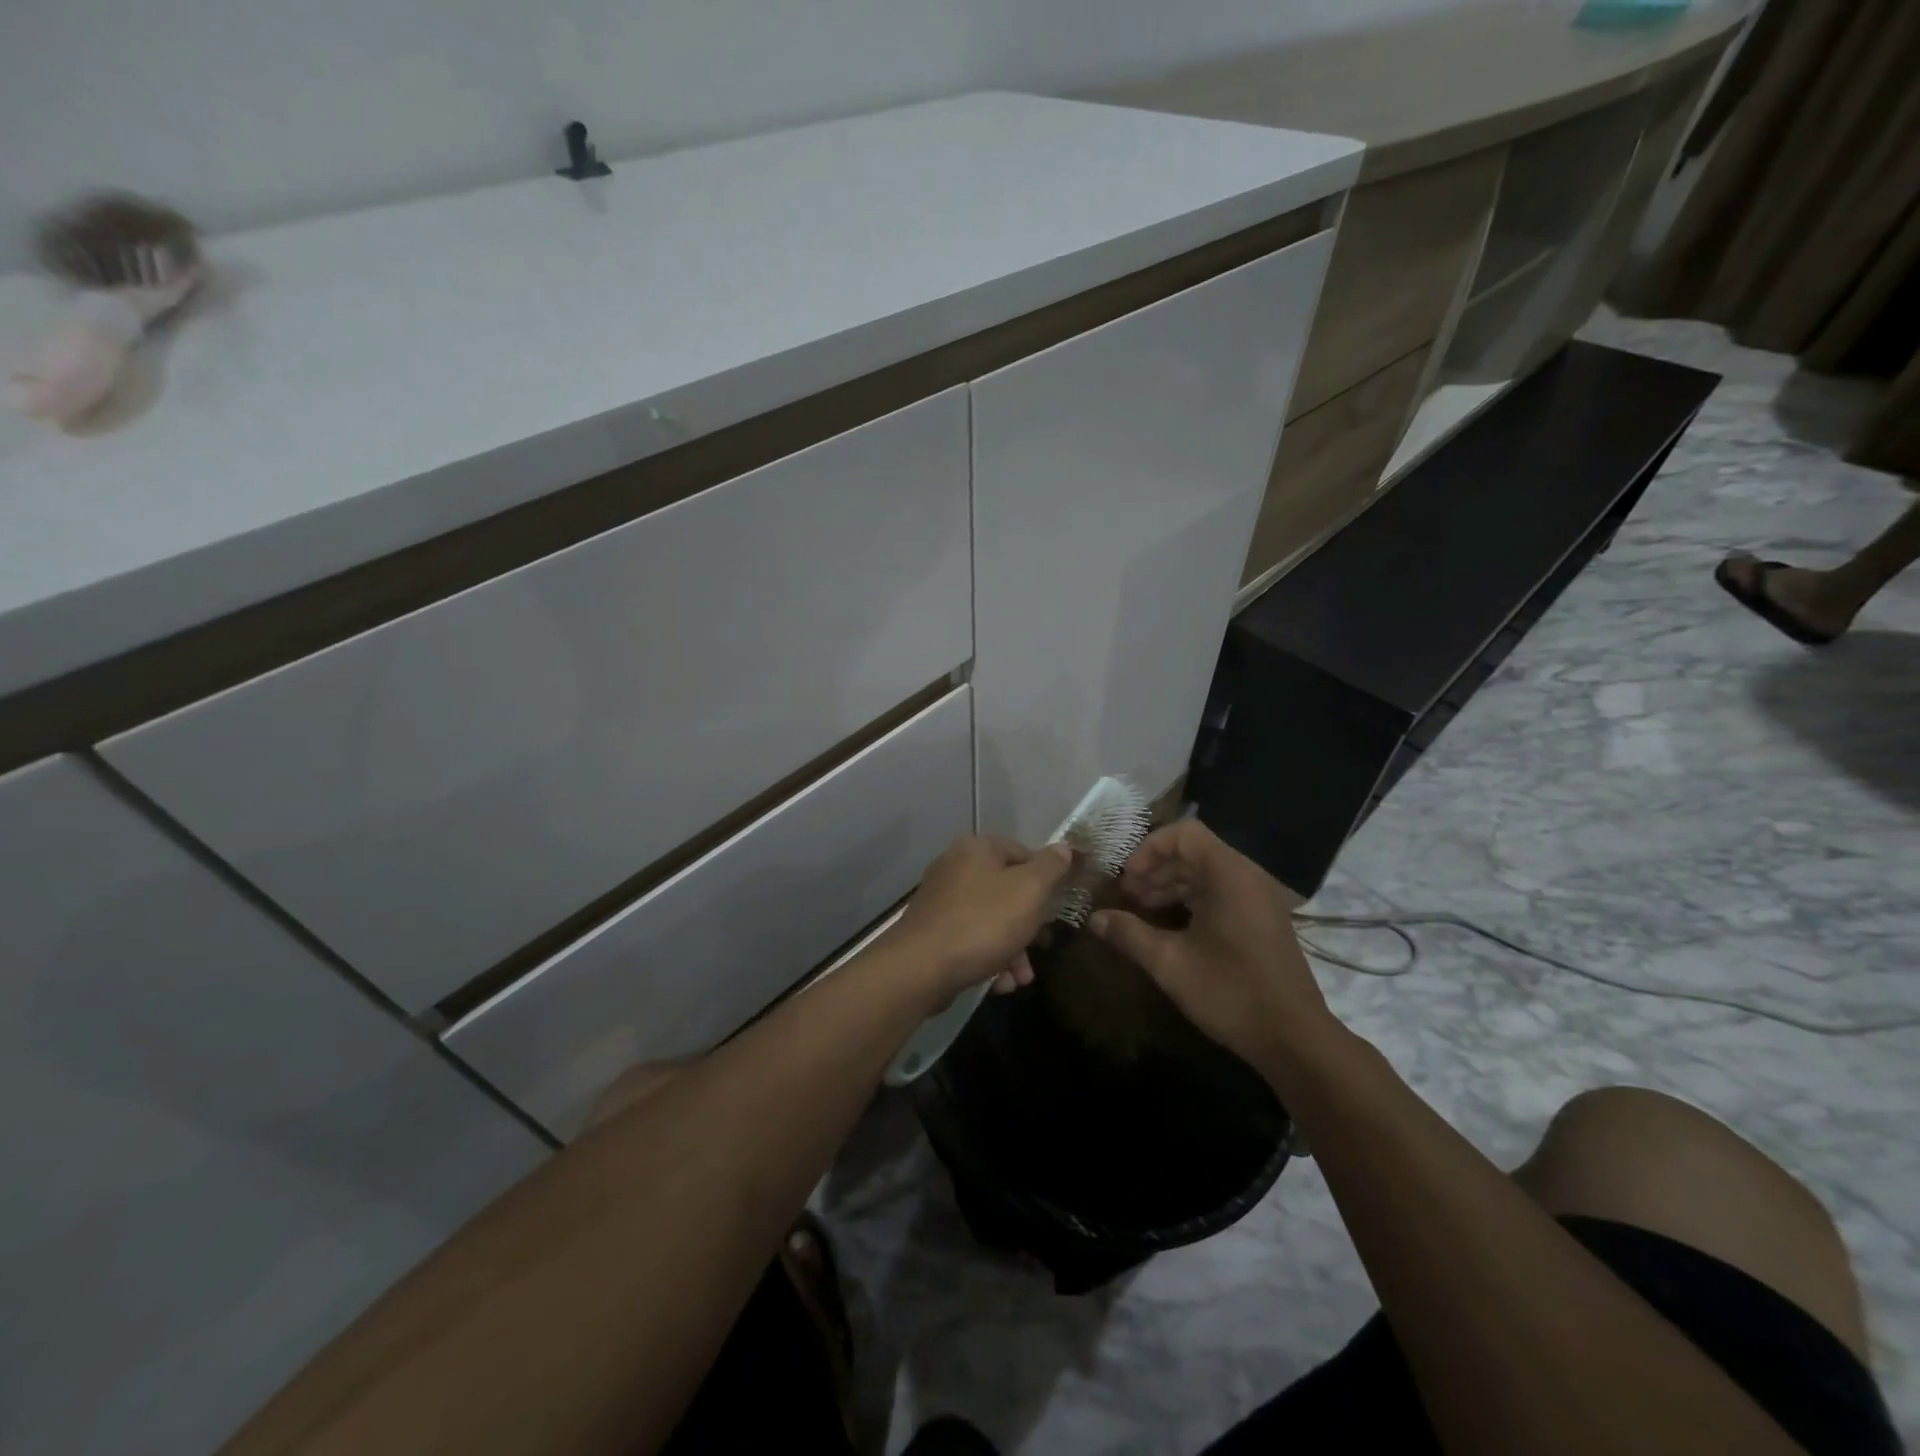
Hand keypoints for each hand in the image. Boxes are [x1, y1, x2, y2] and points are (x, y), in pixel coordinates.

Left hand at [892, 835, 1073, 997]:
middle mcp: (955, 867)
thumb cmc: (982, 922)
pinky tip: (999, 984)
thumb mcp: (1029, 891)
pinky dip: (988, 958)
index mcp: (977, 848)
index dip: (1045, 879)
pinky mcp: (932, 932)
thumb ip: (1050, 868)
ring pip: (990, 920)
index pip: (1023, 852)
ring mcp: (940, 900)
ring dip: (1012, 950)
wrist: (920, 968)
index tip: (1056, 908)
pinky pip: (970, 939)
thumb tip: (1064, 847)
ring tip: (1021, 979)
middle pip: (1006, 891)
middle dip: (1028, 925)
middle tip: (1042, 947)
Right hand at [1088, 819, 1336, 1074]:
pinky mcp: (1261, 919)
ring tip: (1140, 911)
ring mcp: (1257, 898)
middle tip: (1126, 897)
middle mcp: (1246, 876)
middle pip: (1193, 851)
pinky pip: (1220, 892)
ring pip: (1205, 872)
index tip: (1126, 879)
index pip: (1183, 833)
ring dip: (1170, 885)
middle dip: (1155, 869)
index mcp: (1228, 875)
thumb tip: (1094, 918)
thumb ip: (1129, 934)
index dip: (1148, 849)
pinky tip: (1169, 927)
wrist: (1295, 1039)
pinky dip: (1191, 899)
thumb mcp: (1170, 964)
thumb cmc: (1231, 992)